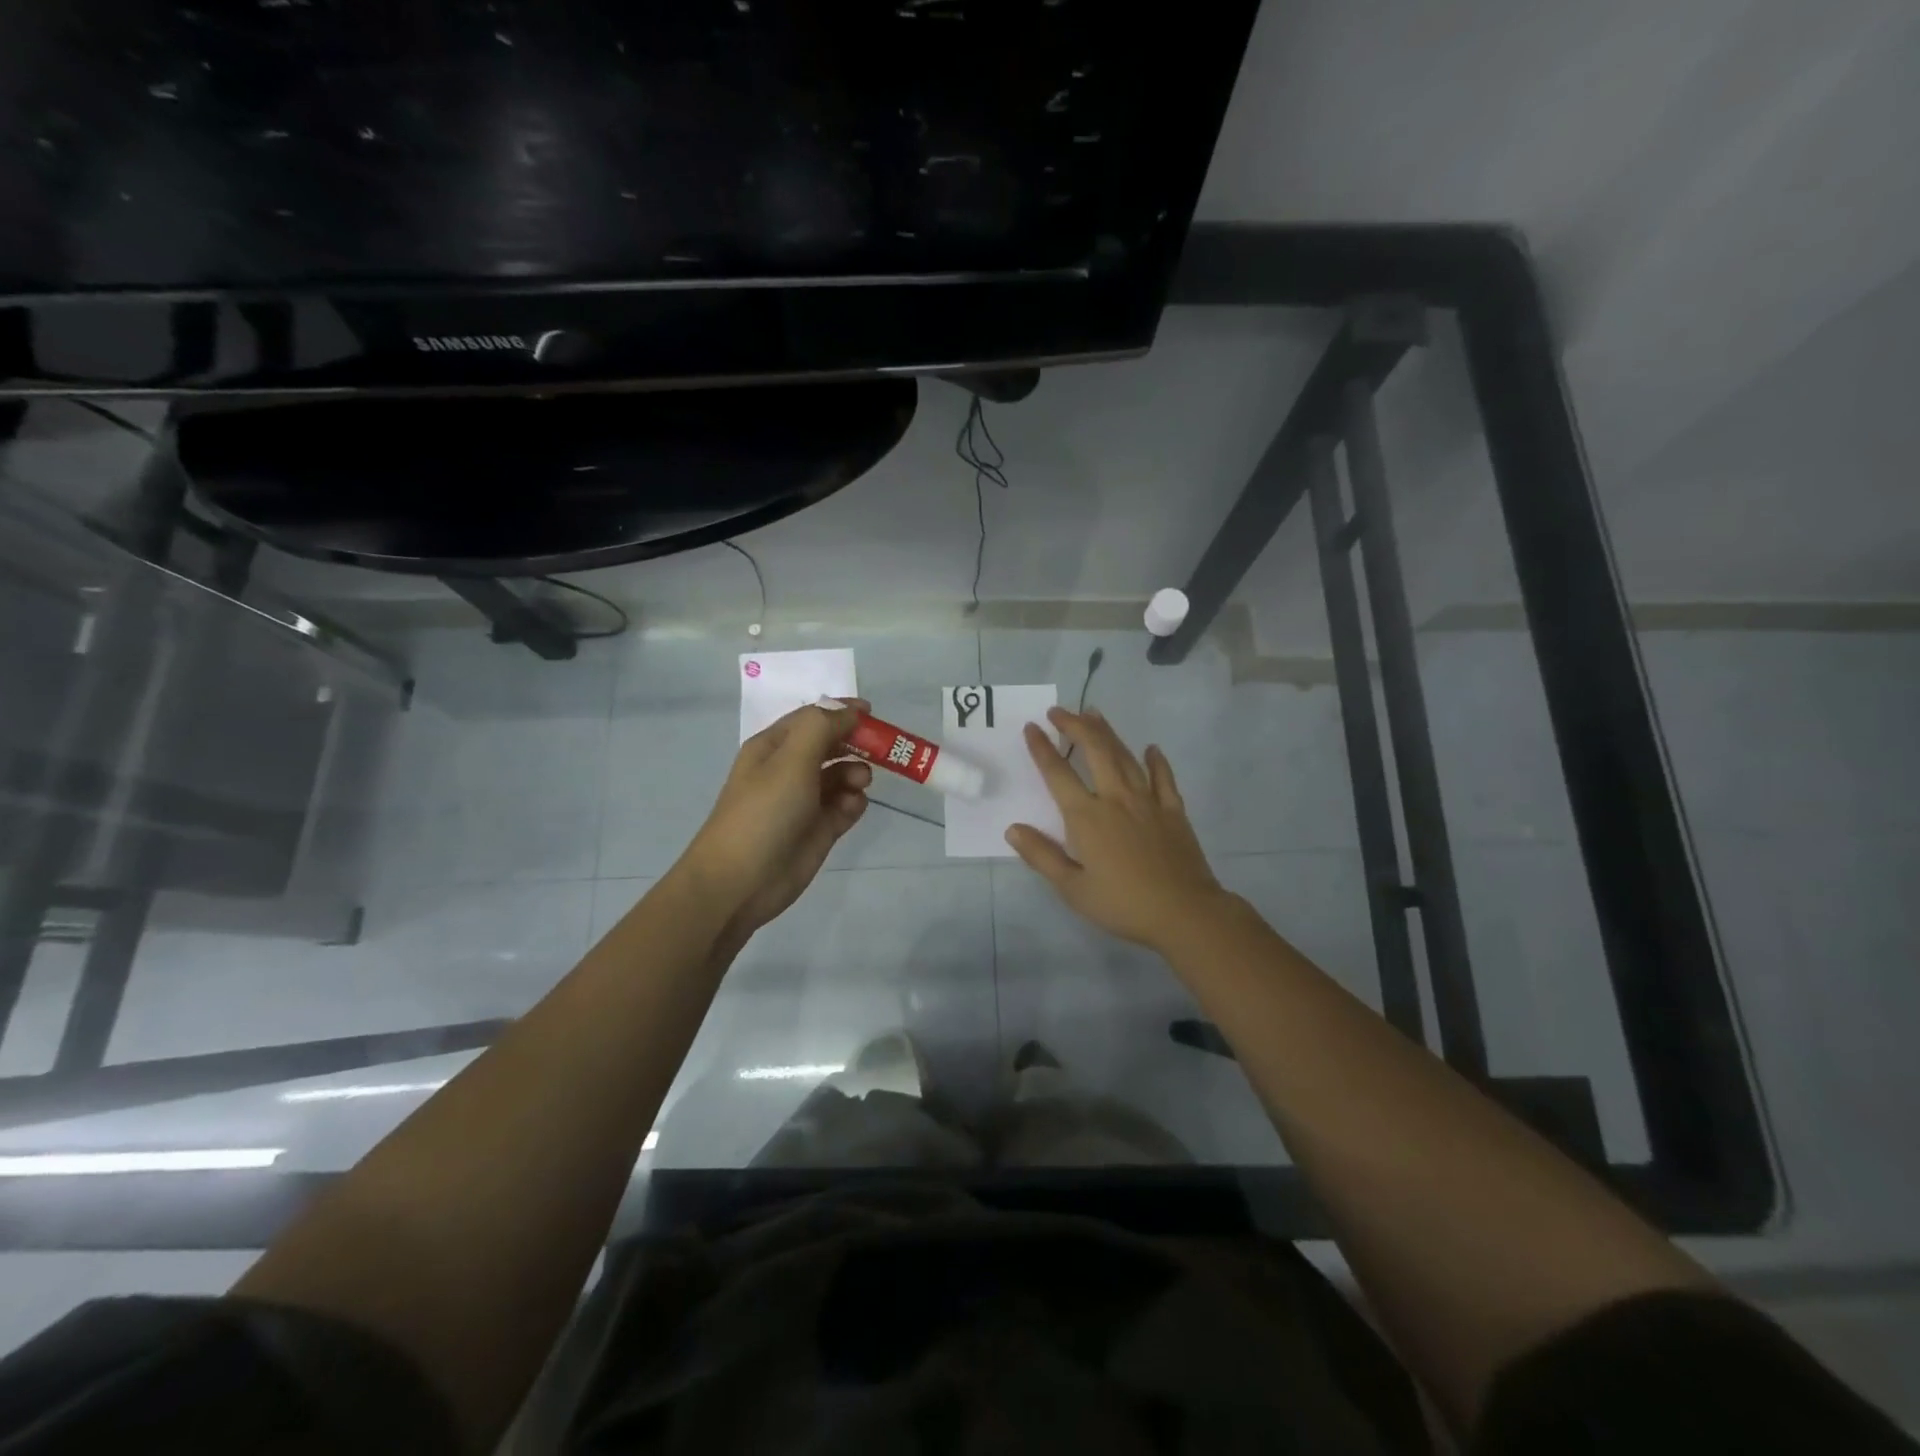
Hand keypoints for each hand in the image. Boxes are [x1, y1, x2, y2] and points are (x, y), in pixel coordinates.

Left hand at [681, 698, 871, 936]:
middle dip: (855, 744)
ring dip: (856, 773)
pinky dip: (853, 803)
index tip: (873, 714)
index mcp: (774, 747)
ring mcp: (805, 801)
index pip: (813, 718)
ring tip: (858, 784)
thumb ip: (822, 727)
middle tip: (879, 751)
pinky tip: (850, 808)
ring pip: (842, 775)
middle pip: (831, 745)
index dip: (842, 712)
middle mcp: (789, 769)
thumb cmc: (763, 811)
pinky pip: (846, 806)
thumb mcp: (791, 759)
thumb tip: (849, 711)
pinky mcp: (819, 830)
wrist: (740, 881)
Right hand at [1006, 707, 1229, 951]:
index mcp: (1087, 817)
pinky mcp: (1174, 811)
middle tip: (1060, 711)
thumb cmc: (1123, 904)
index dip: (1042, 749)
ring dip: (1108, 733)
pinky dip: (1156, 761)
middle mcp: (1116, 799)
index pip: (1058, 774)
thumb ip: (1042, 856)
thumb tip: (1013, 829)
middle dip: (1075, 726)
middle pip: (1095, 751)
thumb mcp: (1073, 889)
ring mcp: (1148, 802)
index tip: (1032, 727)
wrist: (1184, 913)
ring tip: (1093, 714)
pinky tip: (1151, 749)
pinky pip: (1163, 778)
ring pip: (1125, 757)